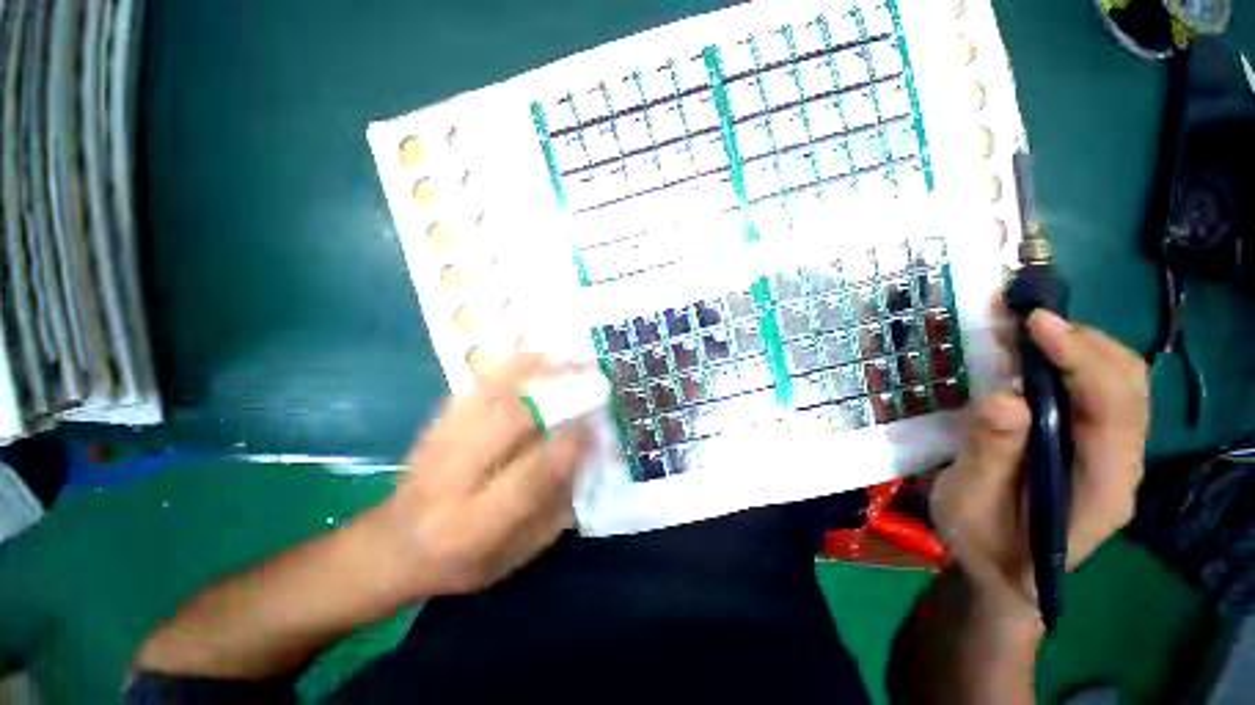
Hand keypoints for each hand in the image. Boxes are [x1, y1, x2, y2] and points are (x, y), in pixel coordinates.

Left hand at [370, 355, 589, 598]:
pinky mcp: (438, 421)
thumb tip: (589, 455)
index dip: (569, 444)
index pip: (531, 475)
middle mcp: (453, 478)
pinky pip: (479, 384)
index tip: (596, 423)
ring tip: (573, 358)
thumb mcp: (517, 553)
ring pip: (494, 395)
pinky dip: (513, 366)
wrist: (394, 544)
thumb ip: (557, 507)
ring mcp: (441, 442)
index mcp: (476, 525)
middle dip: (558, 396)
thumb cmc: (465, 560)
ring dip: (539, 372)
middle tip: (593, 380)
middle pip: (510, 422)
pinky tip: (539, 355)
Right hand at [931, 308, 1148, 622]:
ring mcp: (1114, 452)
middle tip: (1023, 320)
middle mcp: (1123, 463)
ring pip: (1121, 381)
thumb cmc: (983, 543)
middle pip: (1129, 384)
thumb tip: (1003, 397)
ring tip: (1026, 330)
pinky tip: (1033, 355)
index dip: (1080, 359)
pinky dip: (1072, 360)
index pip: (1113, 409)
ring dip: (1080, 345)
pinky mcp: (1095, 444)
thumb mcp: (969, 503)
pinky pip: (1099, 390)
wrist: (1003, 573)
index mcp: (1102, 486)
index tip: (1035, 322)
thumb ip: (988, 455)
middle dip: (1083, 341)